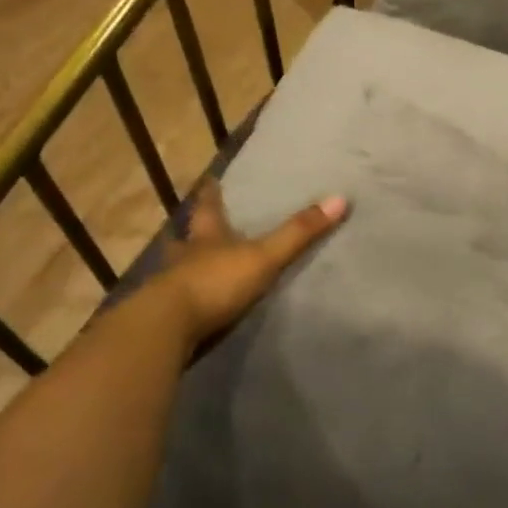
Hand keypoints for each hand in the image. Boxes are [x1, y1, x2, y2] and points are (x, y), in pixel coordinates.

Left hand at [156, 180, 347, 347]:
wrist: (169, 327)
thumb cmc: (216, 282)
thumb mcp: (264, 256)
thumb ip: (298, 233)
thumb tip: (340, 199)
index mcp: (207, 237)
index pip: (208, 208)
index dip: (211, 194)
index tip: (209, 180)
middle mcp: (185, 256)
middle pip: (187, 237)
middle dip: (192, 232)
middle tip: (194, 225)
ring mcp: (171, 287)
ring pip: (178, 268)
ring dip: (185, 265)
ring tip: (192, 265)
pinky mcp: (167, 316)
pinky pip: (177, 301)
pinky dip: (185, 299)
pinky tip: (192, 305)